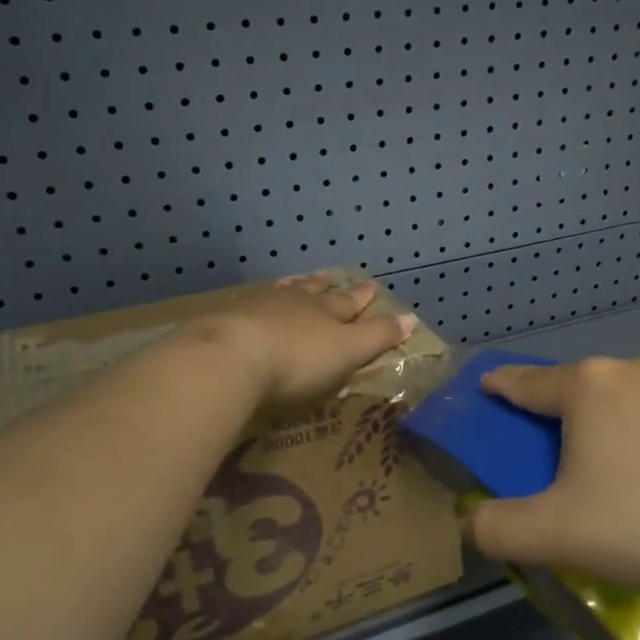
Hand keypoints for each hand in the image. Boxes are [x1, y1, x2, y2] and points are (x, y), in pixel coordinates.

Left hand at [199, 275, 417, 411]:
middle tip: (333, 277)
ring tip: (297, 282)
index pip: (352, 302)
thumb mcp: (348, 352)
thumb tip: (412, 317)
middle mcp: (295, 301)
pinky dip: (257, 303)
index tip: (375, 287)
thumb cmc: (298, 361)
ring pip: (282, 292)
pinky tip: (252, 303)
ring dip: (293, 287)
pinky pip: (249, 304)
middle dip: (328, 286)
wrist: (230, 358)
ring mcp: (258, 306)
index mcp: (327, 311)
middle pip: (315, 290)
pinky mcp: (227, 318)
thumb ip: (378, 336)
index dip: (364, 297)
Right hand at [469, 356, 639, 596]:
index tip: (487, 388)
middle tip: (561, 463)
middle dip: (562, 416)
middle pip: (580, 389)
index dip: (500, 386)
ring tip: (626, 475)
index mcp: (588, 386)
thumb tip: (473, 522)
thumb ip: (497, 529)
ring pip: (630, 398)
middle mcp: (636, 368)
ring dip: (614, 424)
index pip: (526, 381)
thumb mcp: (556, 536)